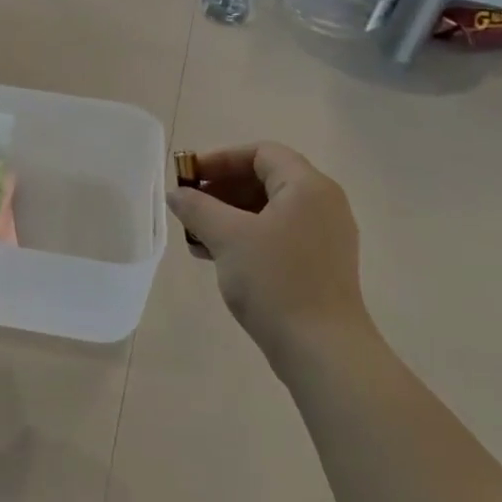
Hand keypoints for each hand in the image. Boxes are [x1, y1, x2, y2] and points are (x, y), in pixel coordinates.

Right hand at [166, 144, 370, 352]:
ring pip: (269, 210)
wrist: (321, 348)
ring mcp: (324, 235)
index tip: (188, 177)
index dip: (220, 159)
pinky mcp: (320, 263)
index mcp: (308, 187)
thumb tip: (176, 194)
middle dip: (222, 189)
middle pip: (266, 179)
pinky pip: (278, 234)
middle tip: (189, 206)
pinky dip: (247, 236)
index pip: (261, 153)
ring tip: (197, 236)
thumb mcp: (227, 237)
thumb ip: (197, 207)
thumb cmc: (275, 281)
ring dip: (230, 215)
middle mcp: (322, 204)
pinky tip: (218, 257)